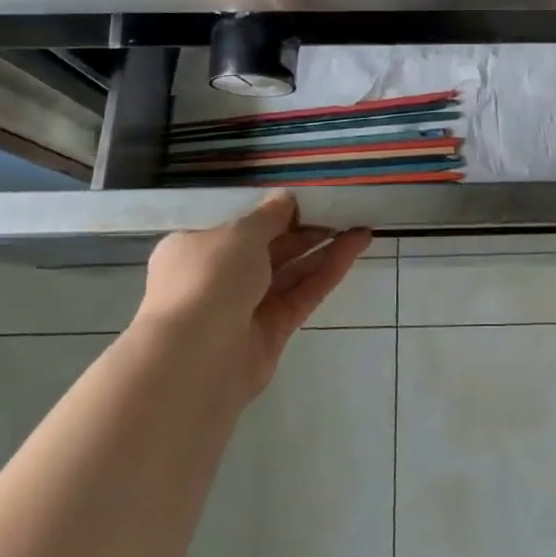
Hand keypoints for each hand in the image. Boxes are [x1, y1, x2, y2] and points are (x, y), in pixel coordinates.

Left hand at [133, 195, 371, 402]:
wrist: (195, 357)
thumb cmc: (208, 279)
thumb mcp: (239, 234)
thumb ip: (268, 216)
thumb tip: (285, 199)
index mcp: (195, 249)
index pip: (237, 229)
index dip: (272, 215)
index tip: (305, 202)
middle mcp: (217, 279)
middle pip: (268, 250)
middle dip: (305, 231)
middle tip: (342, 213)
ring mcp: (244, 309)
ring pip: (290, 274)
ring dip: (323, 251)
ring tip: (360, 229)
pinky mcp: (270, 333)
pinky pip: (301, 296)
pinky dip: (326, 273)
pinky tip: (354, 250)